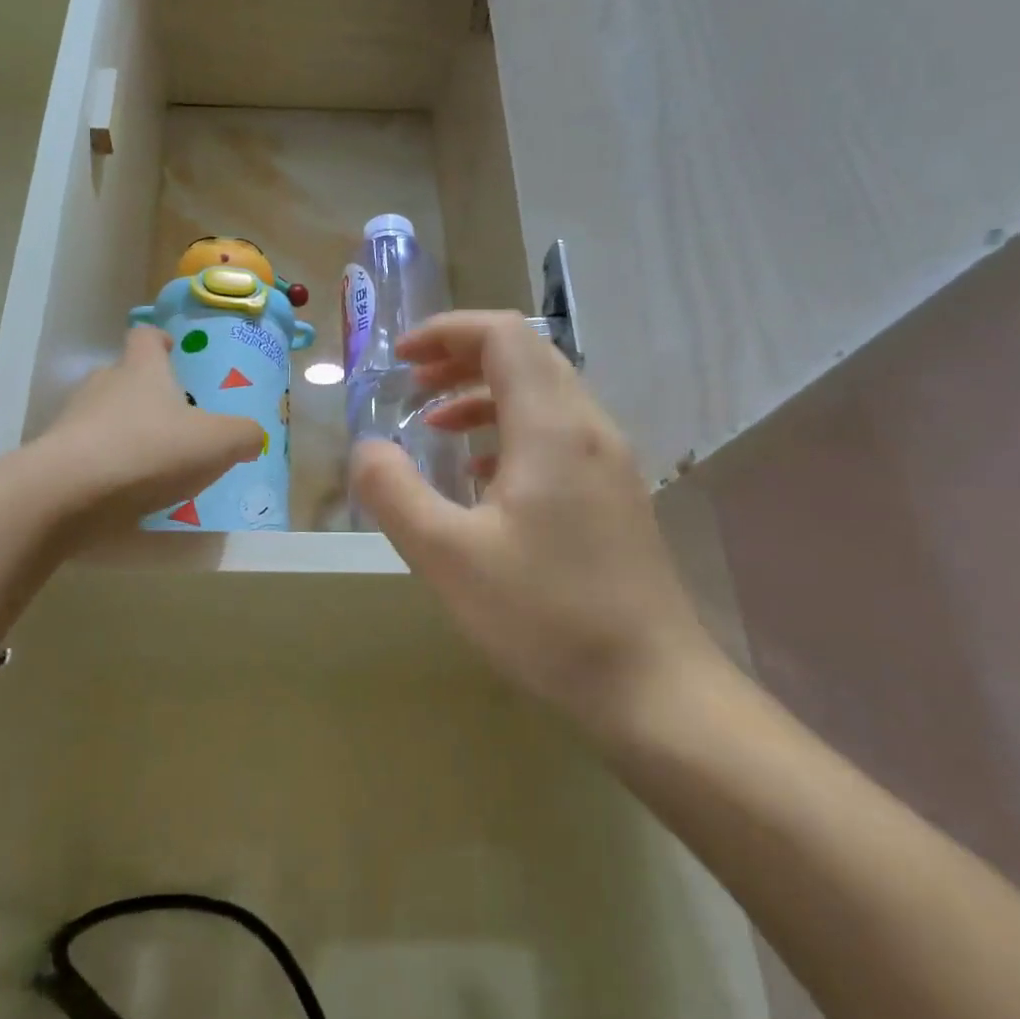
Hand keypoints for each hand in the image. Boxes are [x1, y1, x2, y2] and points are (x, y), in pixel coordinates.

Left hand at [41, 327, 264, 535]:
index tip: (173, 351)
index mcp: (142, 369)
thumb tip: (251, 435)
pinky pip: (90, 453)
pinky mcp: (57, 456)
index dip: (160, 341)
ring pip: (106, 416)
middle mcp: (104, 384)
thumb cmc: (151, 450)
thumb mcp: (217, 443)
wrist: (70, 493)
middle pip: (125, 377)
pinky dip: (109, 465)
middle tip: (177, 420)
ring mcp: (74, 419)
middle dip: (148, 394)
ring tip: (155, 463)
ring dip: (128, 432)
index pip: (146, 337)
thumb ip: (243, 435)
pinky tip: (128, 491)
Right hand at [350, 311, 724, 728]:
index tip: (400, 359)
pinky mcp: (615, 495)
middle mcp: (589, 428)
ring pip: (544, 396)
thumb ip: (394, 492)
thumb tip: (366, 448)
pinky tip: (482, 478)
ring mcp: (610, 462)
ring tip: (436, 429)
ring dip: (485, 397)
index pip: (503, 336)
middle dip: (462, 359)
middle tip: (412, 388)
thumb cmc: (545, 616)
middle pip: (526, 357)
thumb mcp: (447, 556)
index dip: (447, 332)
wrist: (652, 687)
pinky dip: (511, 433)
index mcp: (552, 427)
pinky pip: (558, 435)